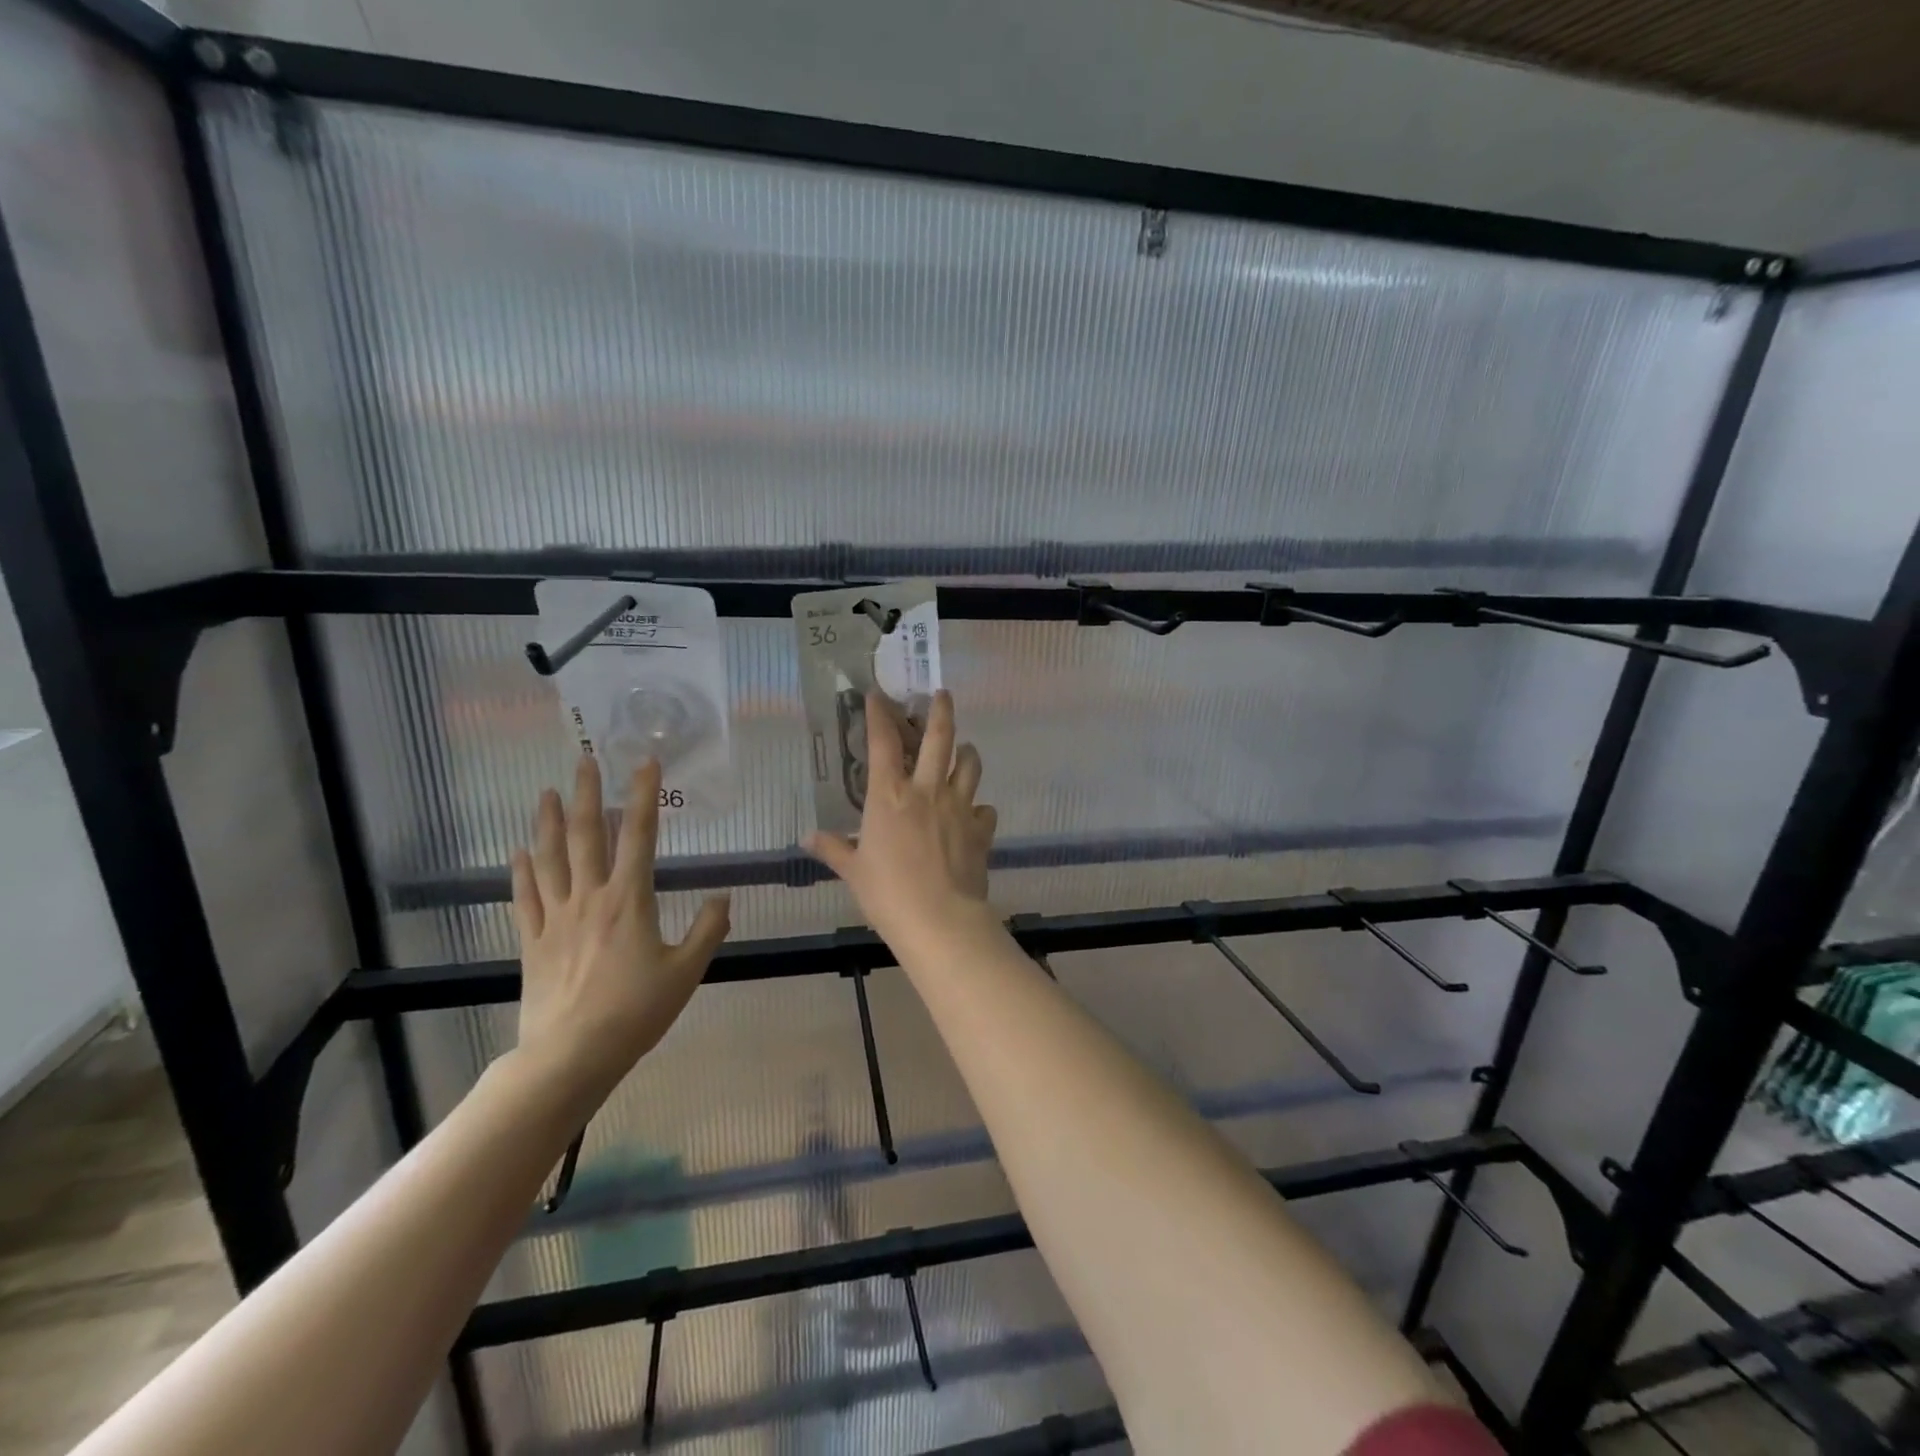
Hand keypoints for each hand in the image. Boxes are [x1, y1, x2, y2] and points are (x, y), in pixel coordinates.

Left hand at [510, 755, 729, 1116]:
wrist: (571, 1056)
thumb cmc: (636, 1012)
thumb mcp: (686, 972)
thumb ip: (708, 930)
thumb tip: (723, 897)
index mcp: (630, 901)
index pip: (638, 836)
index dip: (642, 796)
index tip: (645, 764)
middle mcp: (590, 898)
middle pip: (586, 836)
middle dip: (586, 795)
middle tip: (585, 761)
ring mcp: (556, 918)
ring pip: (550, 859)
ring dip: (548, 822)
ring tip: (547, 792)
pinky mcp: (533, 942)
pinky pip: (525, 897)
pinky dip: (522, 871)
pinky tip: (520, 852)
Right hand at [805, 690, 996, 946]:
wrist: (940, 920)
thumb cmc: (888, 894)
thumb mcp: (854, 871)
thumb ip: (834, 849)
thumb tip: (807, 837)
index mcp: (890, 796)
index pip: (883, 743)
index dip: (880, 715)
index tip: (879, 695)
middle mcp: (927, 791)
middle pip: (940, 738)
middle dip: (942, 711)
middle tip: (942, 694)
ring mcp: (959, 807)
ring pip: (970, 765)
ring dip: (967, 752)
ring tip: (964, 749)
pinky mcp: (981, 829)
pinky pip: (985, 809)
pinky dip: (980, 808)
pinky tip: (975, 814)